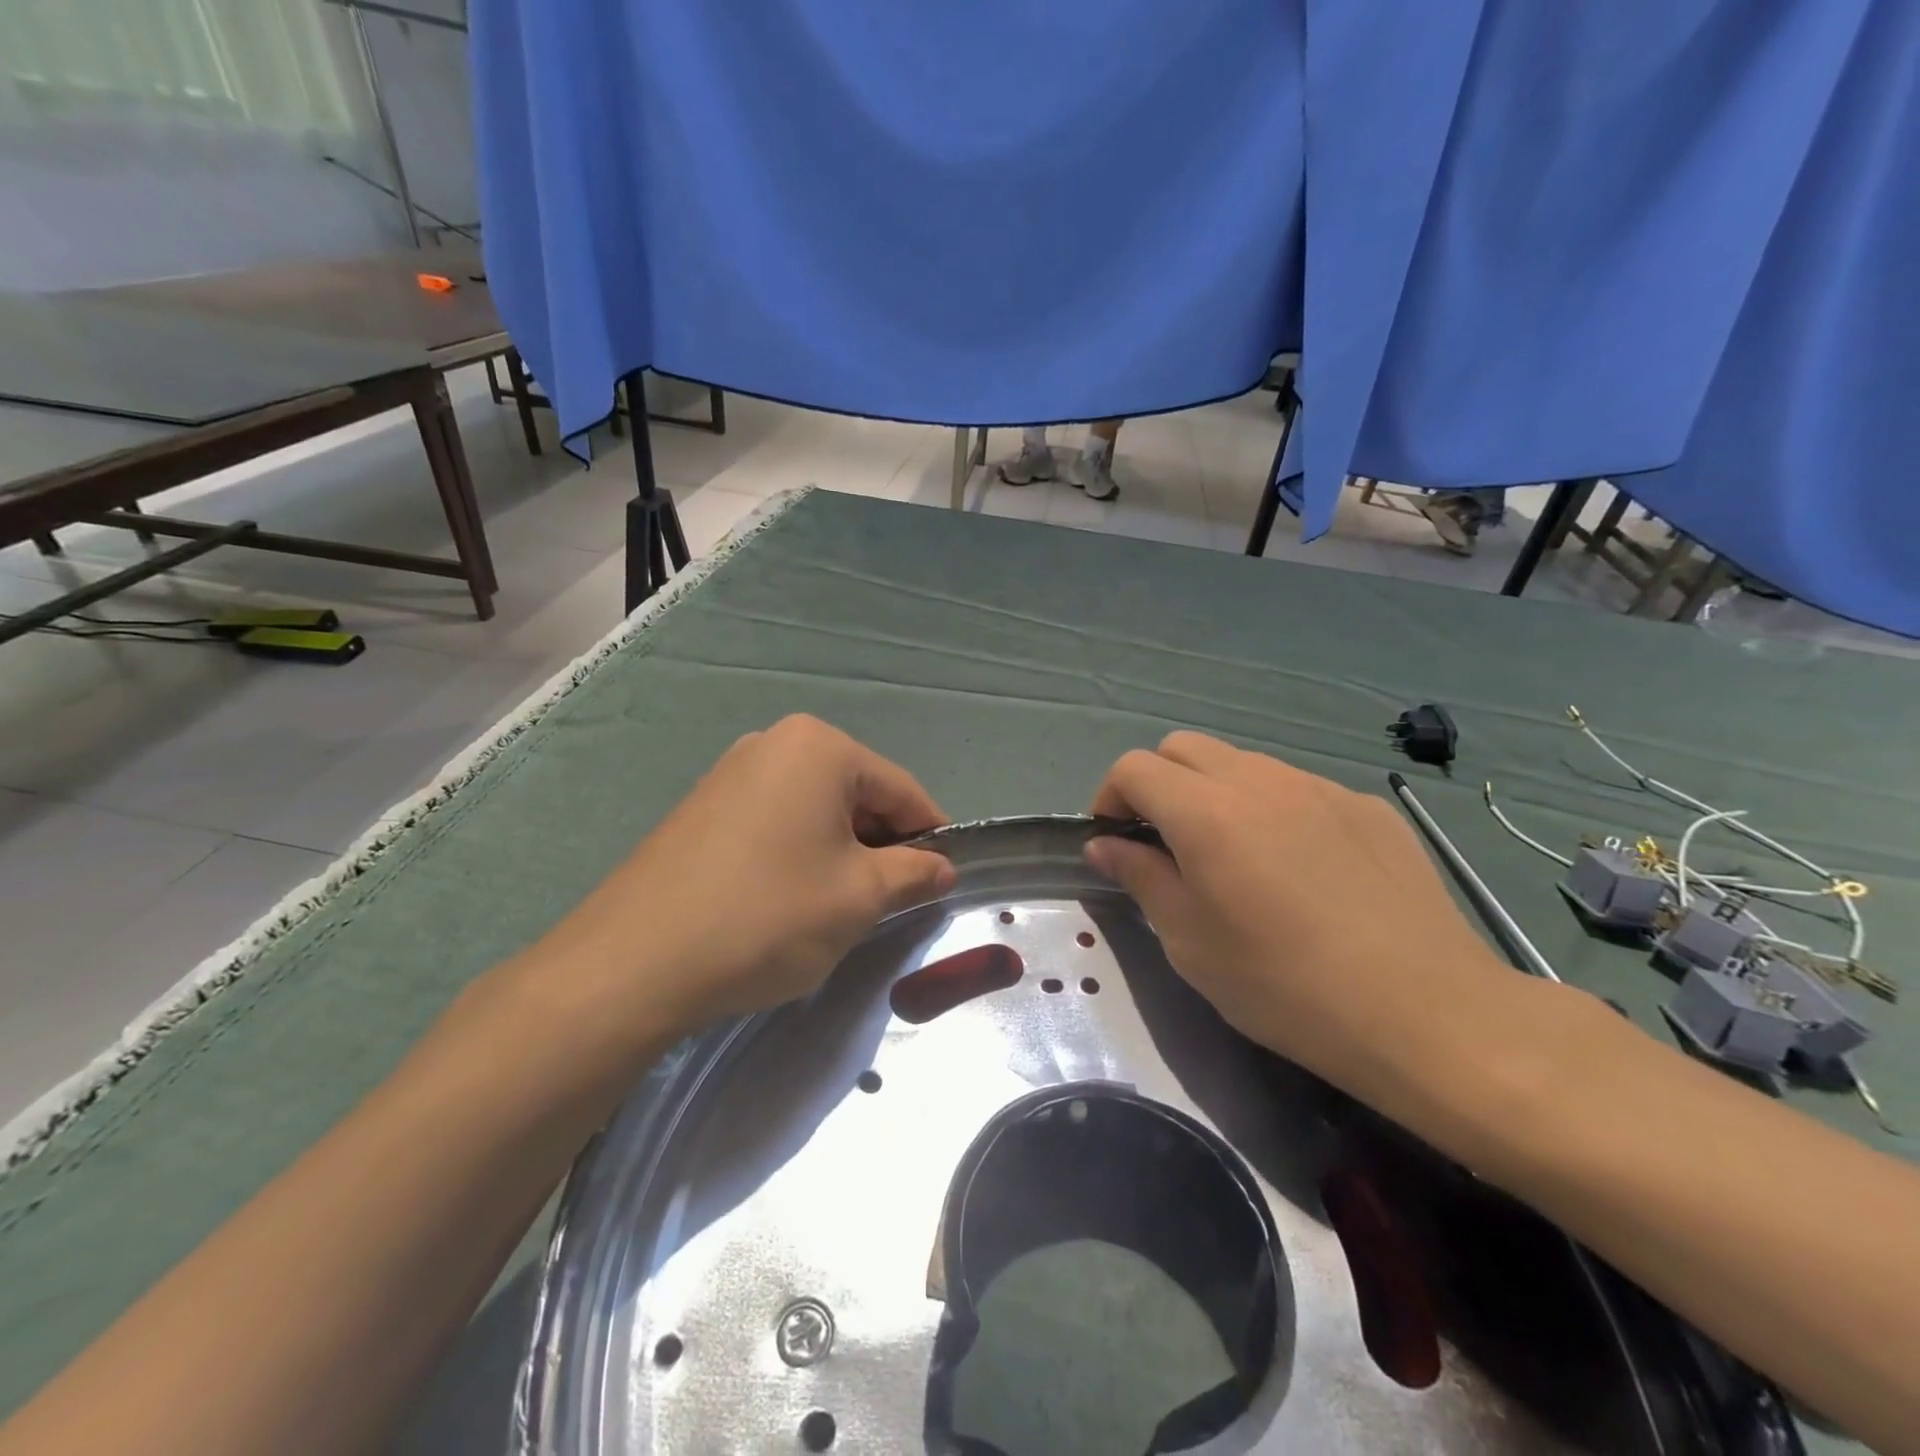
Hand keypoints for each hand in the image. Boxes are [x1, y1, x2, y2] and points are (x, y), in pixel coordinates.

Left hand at [525, 716, 954, 1042]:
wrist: (634, 962)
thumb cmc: (767, 915)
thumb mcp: (860, 897)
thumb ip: (914, 874)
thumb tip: (941, 867)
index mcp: (820, 747)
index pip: (902, 789)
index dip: (932, 836)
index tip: (944, 880)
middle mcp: (774, 743)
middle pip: (857, 794)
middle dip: (882, 845)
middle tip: (888, 902)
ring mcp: (731, 772)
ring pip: (816, 810)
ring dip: (841, 853)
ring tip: (836, 907)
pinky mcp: (703, 807)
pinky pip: (775, 822)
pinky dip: (799, 854)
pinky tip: (788, 900)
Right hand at [1086, 733, 1522, 1105]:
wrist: (1426, 1013)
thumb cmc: (1286, 987)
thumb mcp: (1190, 943)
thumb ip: (1141, 879)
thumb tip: (1104, 845)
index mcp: (1206, 812)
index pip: (1134, 768)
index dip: (1110, 798)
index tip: (1116, 843)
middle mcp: (1259, 781)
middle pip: (1183, 747)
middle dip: (1158, 784)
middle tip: (1165, 844)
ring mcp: (1319, 788)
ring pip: (1242, 763)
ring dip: (1214, 793)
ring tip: (1234, 857)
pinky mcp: (1366, 807)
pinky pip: (1298, 788)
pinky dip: (1273, 810)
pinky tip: (1300, 869)